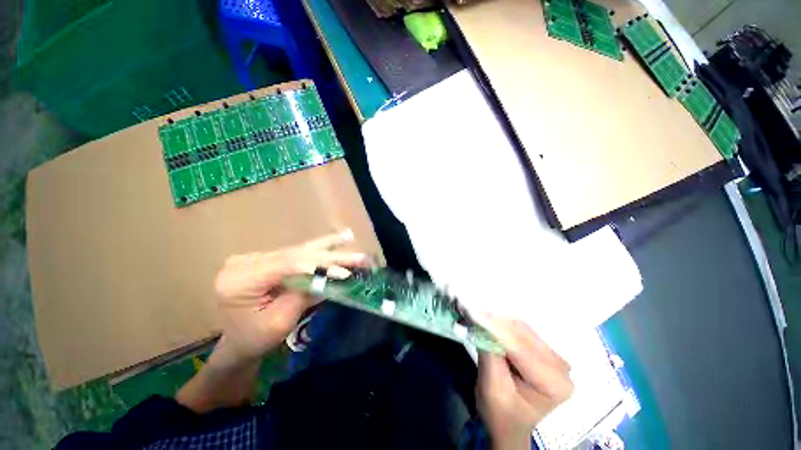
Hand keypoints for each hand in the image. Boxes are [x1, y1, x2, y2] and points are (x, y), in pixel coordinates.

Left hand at [213, 229, 369, 361]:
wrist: (236, 342)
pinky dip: (317, 252)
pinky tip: (332, 243)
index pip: (286, 264)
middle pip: (295, 254)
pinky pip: (295, 255)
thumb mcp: (280, 322)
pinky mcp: (265, 260)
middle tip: (357, 255)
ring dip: (326, 247)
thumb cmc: (254, 339)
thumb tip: (329, 277)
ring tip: (348, 235)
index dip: (319, 265)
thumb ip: (303, 295)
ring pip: (298, 251)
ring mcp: (254, 258)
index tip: (345, 271)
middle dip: (329, 255)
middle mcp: (245, 262)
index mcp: (239, 279)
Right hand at [475, 317, 573, 449]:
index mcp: (554, 384)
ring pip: (519, 328)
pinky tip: (487, 323)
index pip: (520, 348)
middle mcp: (560, 367)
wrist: (508, 424)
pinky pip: (519, 330)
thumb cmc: (500, 414)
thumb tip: (480, 323)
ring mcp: (554, 357)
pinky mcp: (544, 351)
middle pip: (522, 334)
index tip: (471, 312)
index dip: (494, 327)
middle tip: (468, 312)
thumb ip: (489, 355)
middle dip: (493, 322)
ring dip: (496, 322)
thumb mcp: (492, 389)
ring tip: (474, 316)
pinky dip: (501, 326)